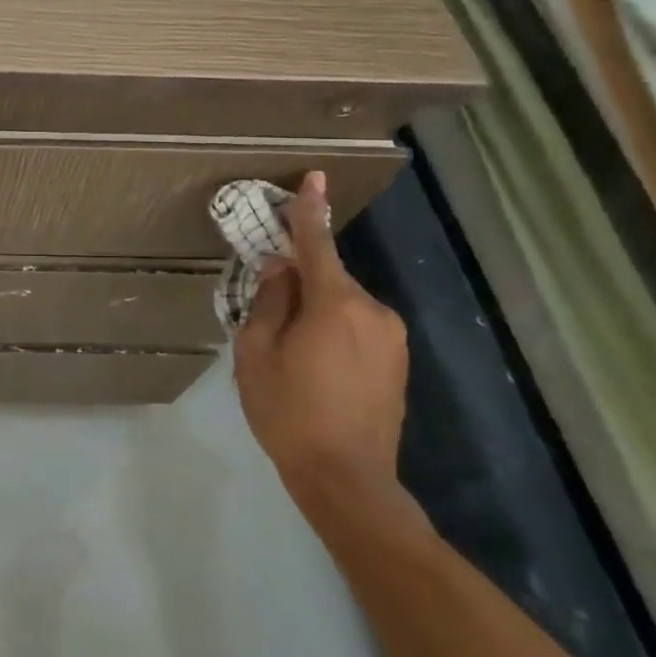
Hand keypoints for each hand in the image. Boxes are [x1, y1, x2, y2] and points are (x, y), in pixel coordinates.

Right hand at [234, 170, 409, 517]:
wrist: (347, 479)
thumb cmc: (289, 411)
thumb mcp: (257, 353)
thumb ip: (269, 302)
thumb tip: (280, 270)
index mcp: (336, 305)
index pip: (317, 245)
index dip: (310, 211)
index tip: (315, 176)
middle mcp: (373, 312)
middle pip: (327, 279)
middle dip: (298, 284)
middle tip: (267, 317)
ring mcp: (392, 338)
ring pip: (342, 305)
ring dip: (315, 313)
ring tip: (290, 353)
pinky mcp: (398, 362)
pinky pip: (357, 327)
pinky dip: (333, 332)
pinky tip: (314, 368)